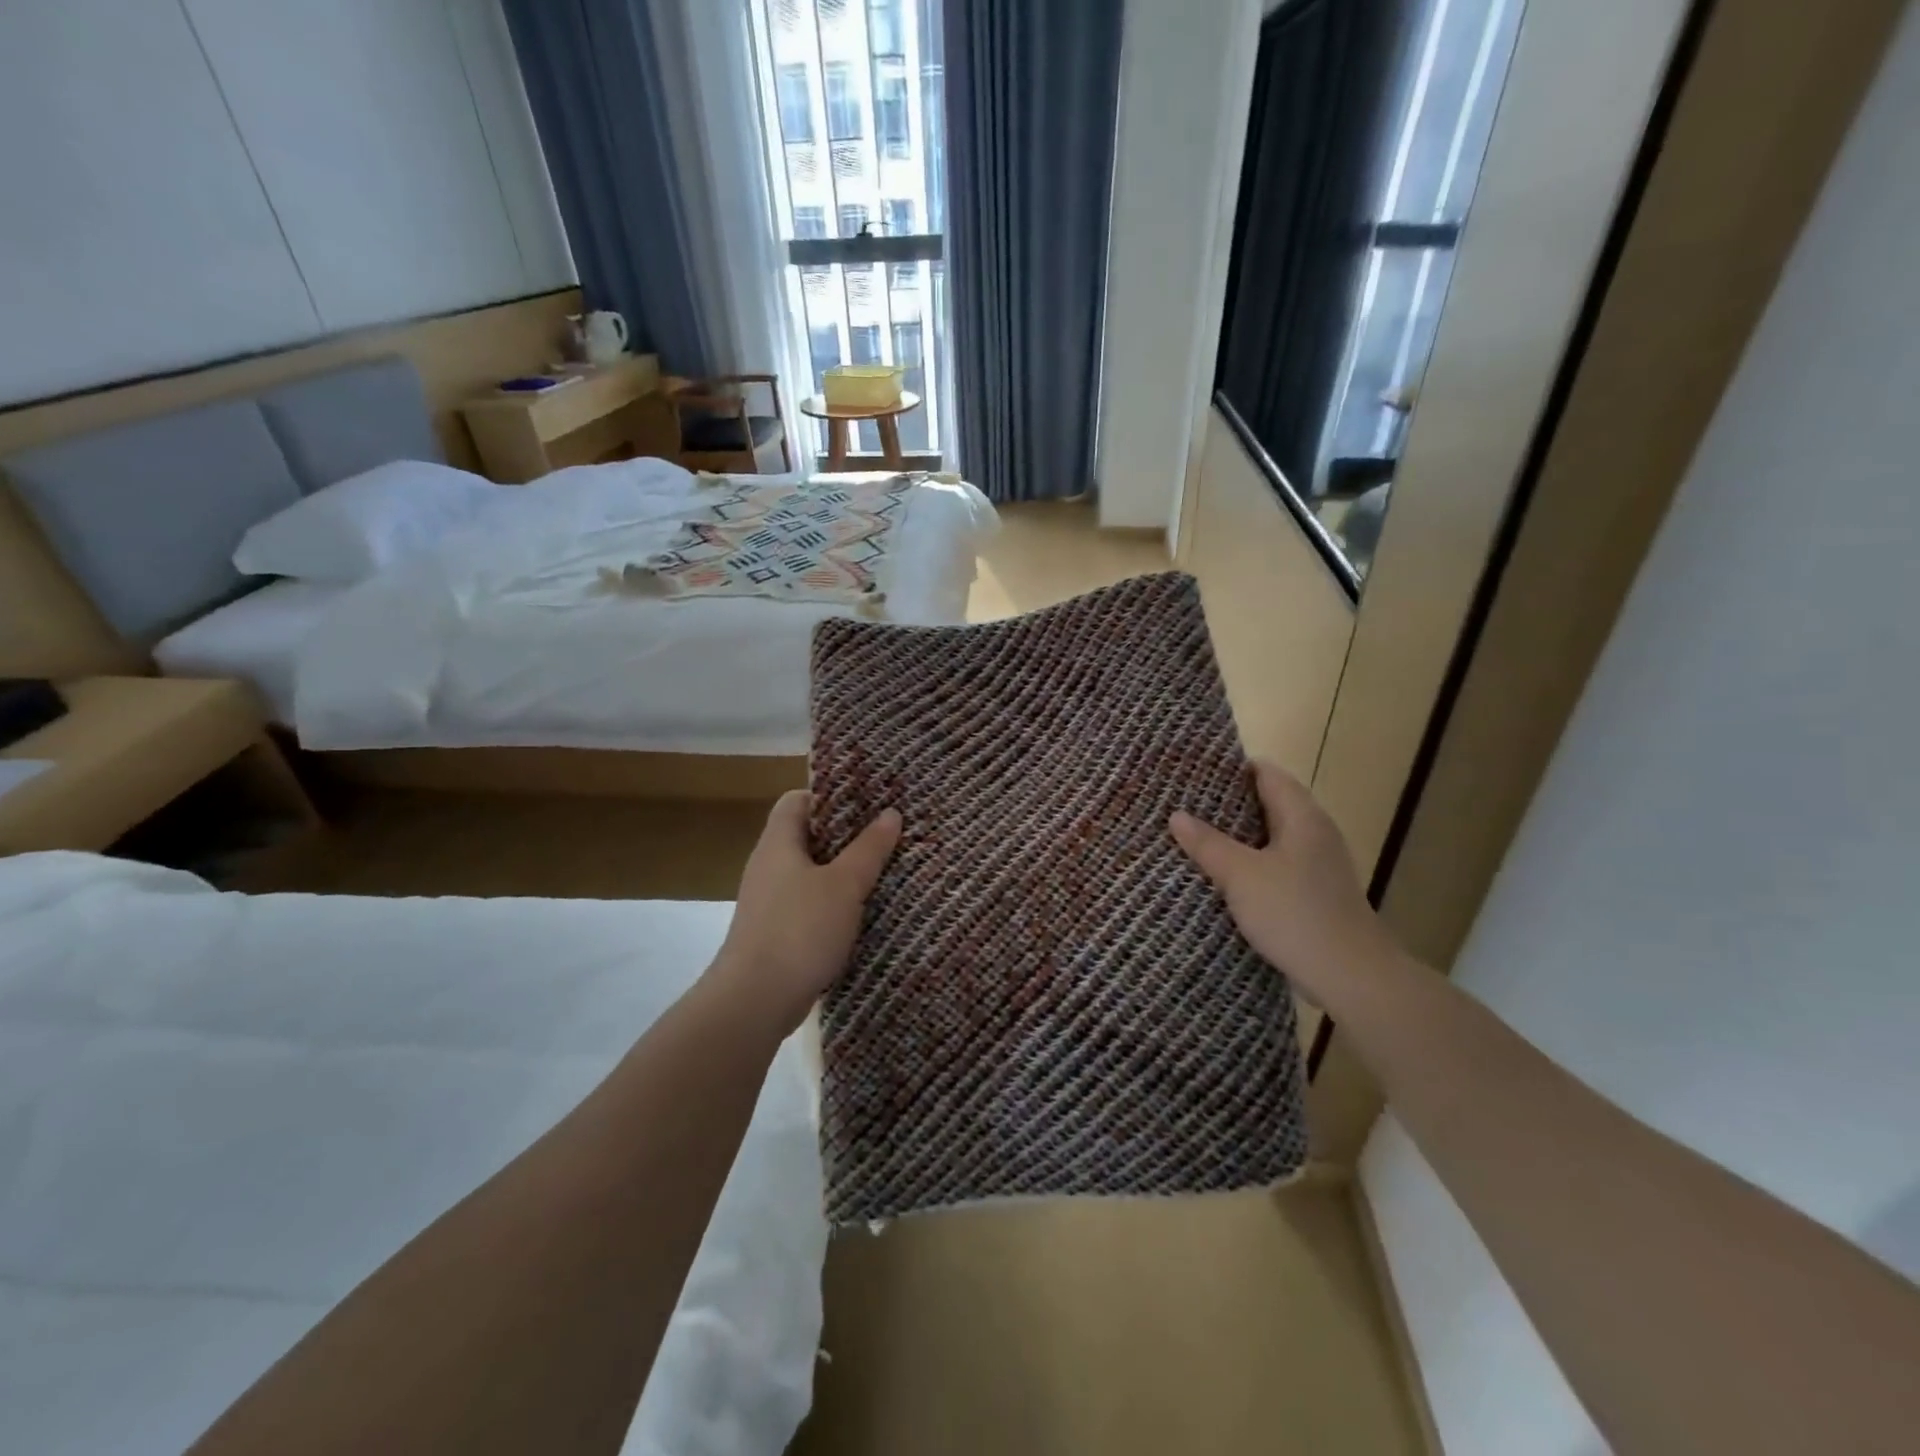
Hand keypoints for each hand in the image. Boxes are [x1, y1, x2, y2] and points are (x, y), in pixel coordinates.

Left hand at [709, 791, 901, 1033]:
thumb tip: (891, 813)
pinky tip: (863, 913)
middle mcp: (769, 866)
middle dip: (846, 836)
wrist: (755, 1000)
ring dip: (843, 872)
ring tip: (883, 871)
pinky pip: (809, 904)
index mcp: (778, 843)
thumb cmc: (800, 930)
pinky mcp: (776, 932)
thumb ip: (869, 848)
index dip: (829, 796)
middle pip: (807, 837)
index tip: (866, 803)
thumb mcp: (844, 885)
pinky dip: (834, 903)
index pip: (797, 800)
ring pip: (811, 873)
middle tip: (886, 835)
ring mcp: (770, 902)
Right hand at [1170, 761, 1394, 1005]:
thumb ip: (1208, 843)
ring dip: (1236, 836)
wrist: (1351, 976)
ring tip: (1193, 836)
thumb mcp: (1241, 876)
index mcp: (1302, 817)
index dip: (1231, 768)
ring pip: (1270, 837)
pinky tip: (1221, 875)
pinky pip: (1275, 864)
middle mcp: (1314, 833)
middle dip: (1227, 803)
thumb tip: (1177, 815)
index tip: (1193, 771)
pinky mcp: (1314, 893)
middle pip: (1268, 803)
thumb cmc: (1295, 914)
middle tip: (1183, 804)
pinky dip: (1249, 863)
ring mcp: (1317, 865)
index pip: (1266, 773)